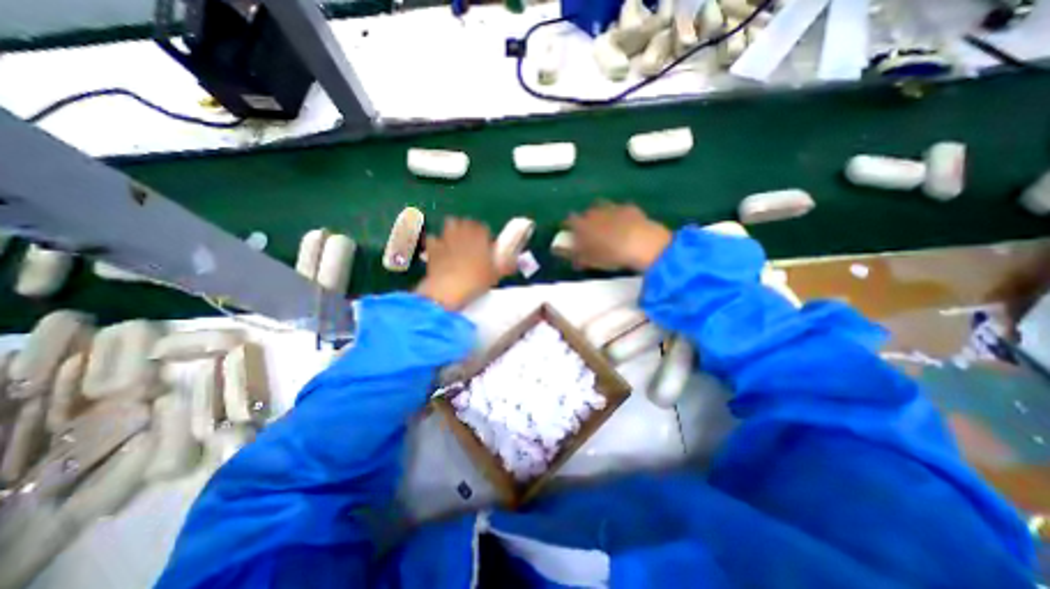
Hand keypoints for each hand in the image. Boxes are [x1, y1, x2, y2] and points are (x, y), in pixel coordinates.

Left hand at [417, 215, 501, 310]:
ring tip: (456, 243)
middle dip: (468, 229)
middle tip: (472, 243)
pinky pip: (434, 239)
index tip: (486, 245)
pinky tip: (439, 252)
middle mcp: (462, 231)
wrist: (449, 289)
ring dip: (453, 231)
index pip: (483, 227)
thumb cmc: (477, 280)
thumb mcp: (496, 274)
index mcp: (479, 235)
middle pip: (466, 222)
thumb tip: (515, 262)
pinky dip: (436, 243)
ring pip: (449, 225)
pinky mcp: (432, 247)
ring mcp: (446, 238)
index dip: (485, 236)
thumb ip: (506, 265)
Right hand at [567, 199, 671, 269]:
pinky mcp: (629, 207)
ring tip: (608, 227)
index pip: (568, 221)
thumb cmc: (609, 254)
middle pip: (586, 213)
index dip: (567, 226)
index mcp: (581, 224)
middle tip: (591, 233)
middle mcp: (594, 211)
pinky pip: (621, 209)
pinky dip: (620, 216)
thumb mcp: (587, 259)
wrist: (640, 243)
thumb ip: (571, 254)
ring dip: (603, 215)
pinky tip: (626, 225)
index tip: (569, 233)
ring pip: (603, 207)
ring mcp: (612, 207)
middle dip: (586, 221)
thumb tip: (556, 250)